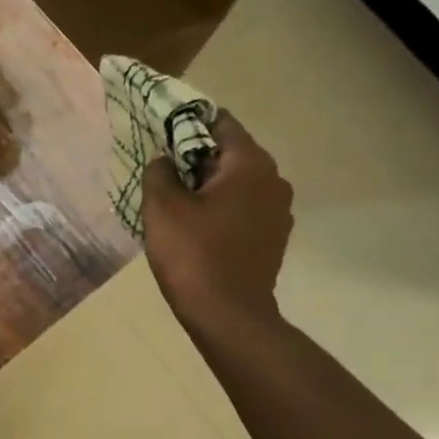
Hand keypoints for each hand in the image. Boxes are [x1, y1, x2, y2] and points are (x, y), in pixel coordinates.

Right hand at [141, 112, 293, 331]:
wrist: (227, 314)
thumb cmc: (193, 253)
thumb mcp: (162, 206)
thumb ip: (159, 171)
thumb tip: (164, 159)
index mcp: (250, 164)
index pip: (221, 124)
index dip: (189, 124)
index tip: (162, 134)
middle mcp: (273, 180)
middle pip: (231, 153)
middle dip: (197, 157)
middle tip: (163, 172)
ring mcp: (278, 211)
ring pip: (238, 182)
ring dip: (209, 185)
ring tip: (177, 202)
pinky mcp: (274, 237)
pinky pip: (244, 207)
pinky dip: (222, 208)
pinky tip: (198, 227)